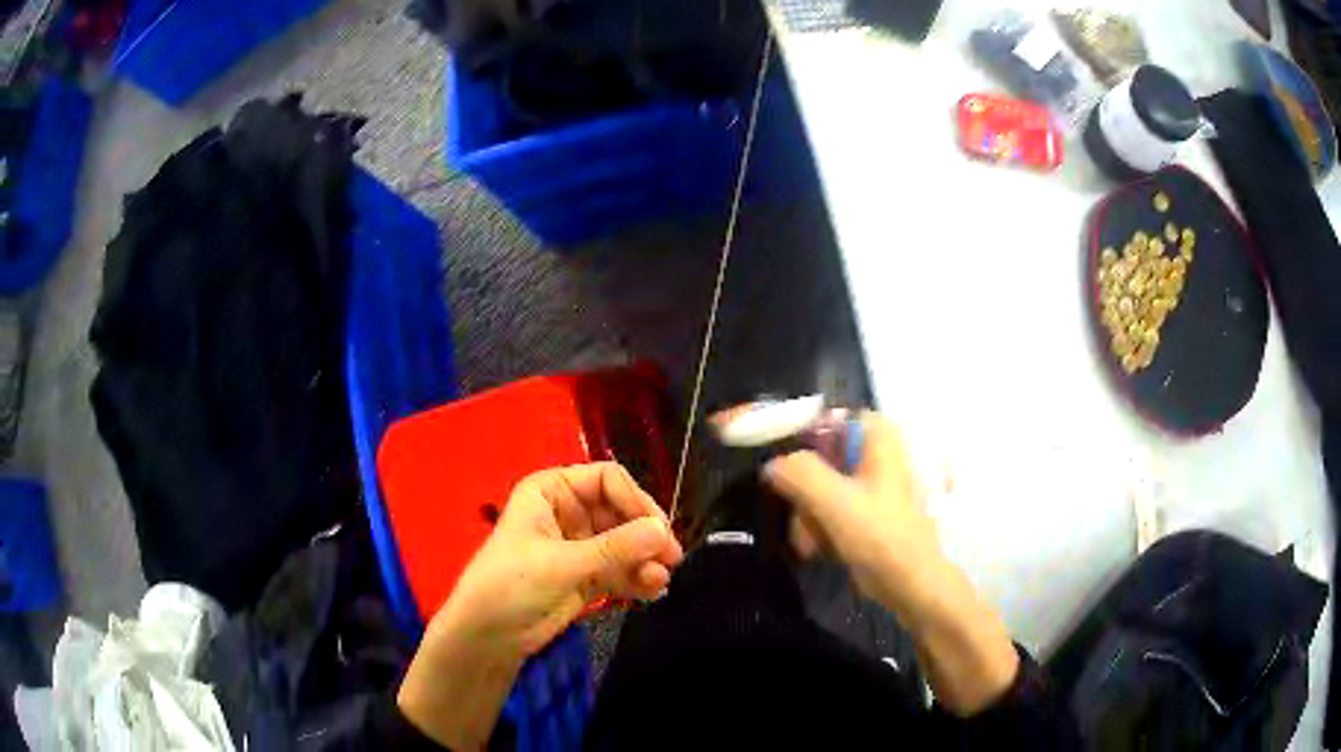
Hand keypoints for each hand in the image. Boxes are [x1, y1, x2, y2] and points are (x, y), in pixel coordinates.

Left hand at [398, 463, 682, 748]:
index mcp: (551, 491)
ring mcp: (579, 546)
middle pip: (621, 512)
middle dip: (645, 535)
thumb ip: (615, 548)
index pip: (606, 480)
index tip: (658, 529)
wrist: (487, 637)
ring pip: (625, 544)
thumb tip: (664, 531)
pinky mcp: (586, 577)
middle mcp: (567, 512)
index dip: (635, 501)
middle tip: (671, 558)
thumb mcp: (562, 564)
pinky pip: (621, 570)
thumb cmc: (510, 586)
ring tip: (659, 582)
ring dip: (645, 560)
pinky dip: (638, 579)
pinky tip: (652, 592)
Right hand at [763, 412, 1018, 715]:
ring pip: (813, 485)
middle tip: (798, 517)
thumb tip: (771, 464)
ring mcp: (865, 481)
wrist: (911, 585)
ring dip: (805, 515)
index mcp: (875, 436)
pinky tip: (819, 549)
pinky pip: (822, 507)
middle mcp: (871, 450)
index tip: (749, 441)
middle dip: (799, 492)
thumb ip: (800, 473)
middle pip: (811, 455)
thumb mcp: (838, 502)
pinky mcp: (860, 508)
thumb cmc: (883, 538)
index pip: (818, 414)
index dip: (782, 425)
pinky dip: (816, 526)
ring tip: (812, 543)